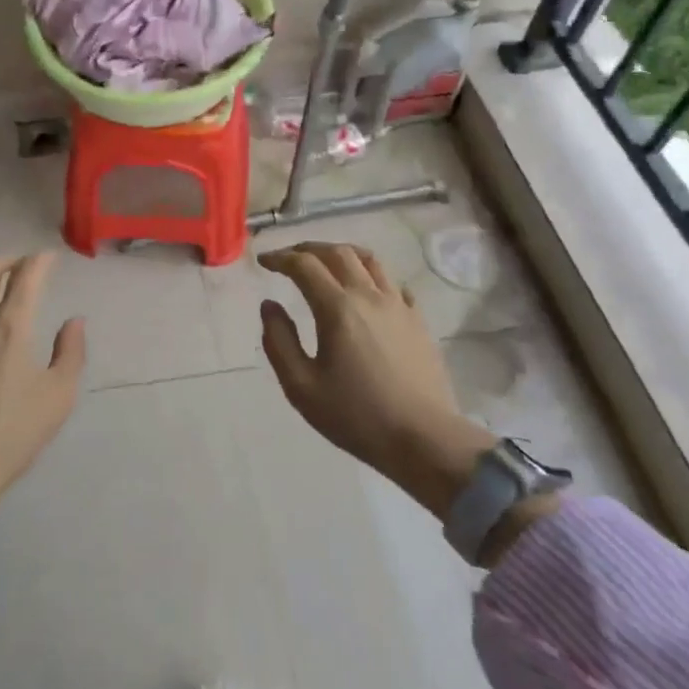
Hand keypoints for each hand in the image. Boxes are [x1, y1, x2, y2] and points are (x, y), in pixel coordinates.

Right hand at [257, 242, 494, 517]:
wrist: (424, 440)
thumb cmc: (356, 416)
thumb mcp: (301, 386)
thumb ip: (279, 341)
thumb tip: (269, 305)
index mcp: (337, 308)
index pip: (304, 265)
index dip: (280, 258)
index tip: (263, 262)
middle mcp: (369, 296)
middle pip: (337, 252)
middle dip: (308, 248)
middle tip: (288, 258)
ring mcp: (398, 305)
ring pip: (369, 260)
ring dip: (341, 253)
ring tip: (326, 263)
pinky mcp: (418, 321)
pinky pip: (393, 283)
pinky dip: (372, 276)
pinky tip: (366, 291)